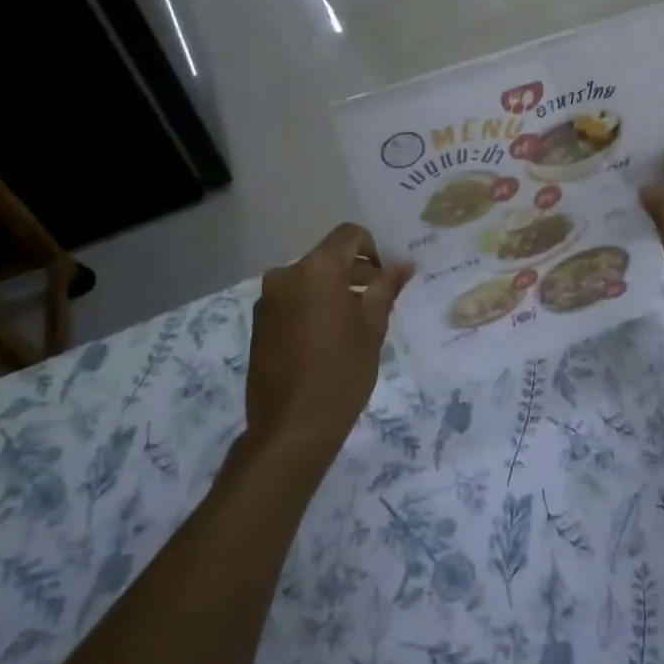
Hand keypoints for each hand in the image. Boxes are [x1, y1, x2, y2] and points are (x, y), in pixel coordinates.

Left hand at [244, 224, 411, 471]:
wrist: (291, 428)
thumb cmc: (341, 372)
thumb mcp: (373, 326)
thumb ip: (386, 287)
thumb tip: (403, 263)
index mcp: (315, 269)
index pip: (348, 235)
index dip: (373, 249)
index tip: (385, 279)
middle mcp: (286, 275)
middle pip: (327, 257)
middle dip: (355, 272)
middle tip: (379, 302)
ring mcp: (268, 300)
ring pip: (309, 280)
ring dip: (334, 291)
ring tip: (355, 325)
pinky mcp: (259, 324)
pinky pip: (293, 301)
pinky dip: (313, 307)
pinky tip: (328, 340)